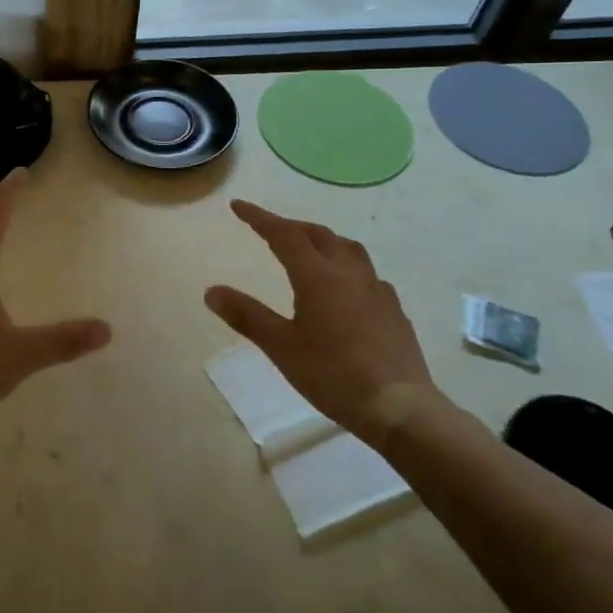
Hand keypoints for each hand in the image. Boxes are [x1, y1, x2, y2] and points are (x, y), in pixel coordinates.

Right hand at [205, 200, 439, 437]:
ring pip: (347, 248)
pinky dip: (346, 266)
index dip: (259, 217)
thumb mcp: (281, 347)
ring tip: (309, 248)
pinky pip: (366, 273)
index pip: (284, 234)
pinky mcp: (393, 309)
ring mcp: (376, 289)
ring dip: (322, 240)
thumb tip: (212, 291)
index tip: (238, 205)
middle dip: (290, 226)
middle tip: (269, 229)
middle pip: (317, 235)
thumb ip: (247, 316)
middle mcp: (348, 273)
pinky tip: (345, 287)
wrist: (399, 407)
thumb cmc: (333, 375)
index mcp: (317, 276)